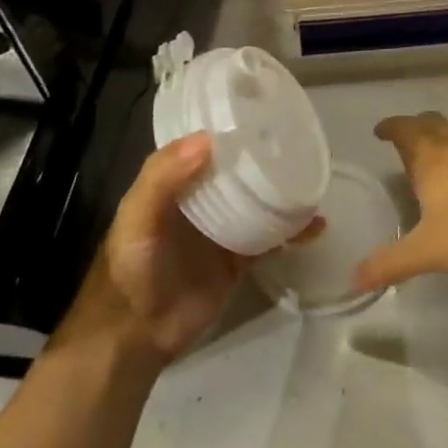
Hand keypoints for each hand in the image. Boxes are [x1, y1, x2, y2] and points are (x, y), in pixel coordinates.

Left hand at [60, 134, 320, 367]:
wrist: (136, 335)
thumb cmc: (131, 267)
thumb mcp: (137, 216)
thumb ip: (163, 178)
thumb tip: (208, 138)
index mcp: (174, 182)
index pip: (204, 145)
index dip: (227, 128)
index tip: (260, 113)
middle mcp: (200, 200)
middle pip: (237, 171)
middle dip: (263, 157)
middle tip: (297, 140)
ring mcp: (222, 230)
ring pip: (258, 202)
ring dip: (283, 191)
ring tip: (312, 177)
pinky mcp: (238, 260)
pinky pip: (270, 239)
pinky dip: (292, 231)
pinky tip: (315, 225)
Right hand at [355, 113, 447, 291]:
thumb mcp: (427, 251)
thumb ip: (389, 263)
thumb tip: (353, 278)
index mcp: (431, 155)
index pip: (404, 128)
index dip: (389, 127)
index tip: (379, 132)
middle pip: (429, 122)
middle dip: (413, 129)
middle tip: (402, 148)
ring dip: (437, 140)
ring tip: (430, 165)